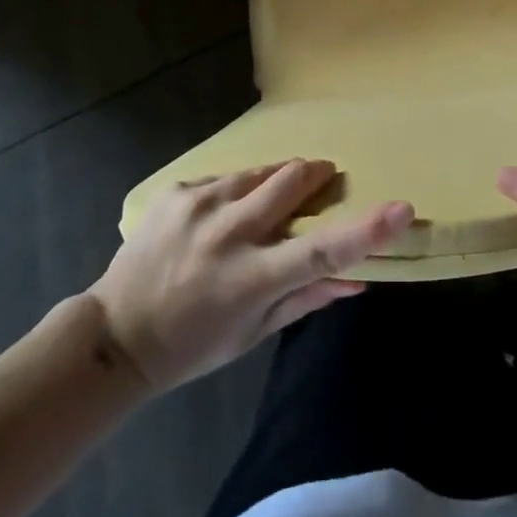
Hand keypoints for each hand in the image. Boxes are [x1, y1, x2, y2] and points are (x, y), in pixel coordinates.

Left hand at [90, 159, 412, 391]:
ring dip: (273, 185)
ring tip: (257, 212)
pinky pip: (224, 179)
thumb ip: (307, 297)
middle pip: (292, 180)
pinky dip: (235, 193)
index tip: (402, 207)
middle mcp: (227, 234)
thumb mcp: (253, 333)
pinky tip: (216, 220)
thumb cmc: (193, 344)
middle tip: (321, 182)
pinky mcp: (177, 191)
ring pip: (260, 172)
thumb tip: (359, 278)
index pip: (321, 250)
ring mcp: (198, 205)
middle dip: (315, 176)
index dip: (366, 229)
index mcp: (250, 279)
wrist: (115, 335)